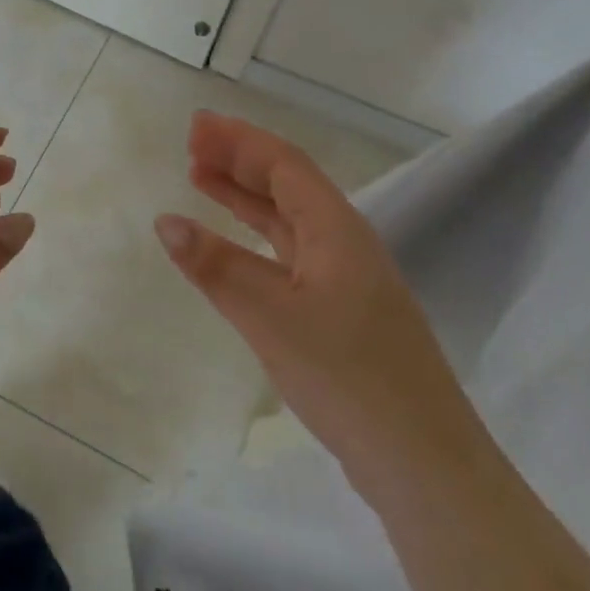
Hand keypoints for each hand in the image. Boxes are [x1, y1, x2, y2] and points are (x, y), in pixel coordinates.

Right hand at [153, 111, 488, 495]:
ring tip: (201, 179)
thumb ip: (216, 266)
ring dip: (245, 197)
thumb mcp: (271, 316)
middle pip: (287, 185)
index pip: (284, 165)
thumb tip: (165, 221)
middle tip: (191, 145)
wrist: (424, 464)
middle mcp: (344, 244)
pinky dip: (254, 239)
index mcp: (336, 230)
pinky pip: (289, 255)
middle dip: (239, 161)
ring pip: (287, 221)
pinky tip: (232, 247)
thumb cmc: (348, 378)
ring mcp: (345, 280)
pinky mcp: (340, 313)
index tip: (196, 126)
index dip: (239, 141)